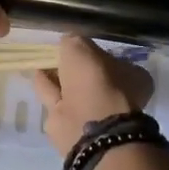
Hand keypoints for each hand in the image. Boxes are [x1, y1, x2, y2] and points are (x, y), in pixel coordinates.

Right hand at [30, 34, 154, 156]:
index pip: (111, 60)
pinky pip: (56, 99)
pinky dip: (46, 88)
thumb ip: (72, 42)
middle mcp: (116, 96)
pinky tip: (36, 76)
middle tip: (57, 55)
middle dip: (74, 68)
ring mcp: (94, 113)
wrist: (89, 127)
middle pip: (91, 77)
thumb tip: (66, 43)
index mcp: (132, 77)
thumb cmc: (95, 81)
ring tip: (43, 64)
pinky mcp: (72, 126)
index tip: (76, 46)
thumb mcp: (81, 47)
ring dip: (58, 78)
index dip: (93, 53)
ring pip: (72, 90)